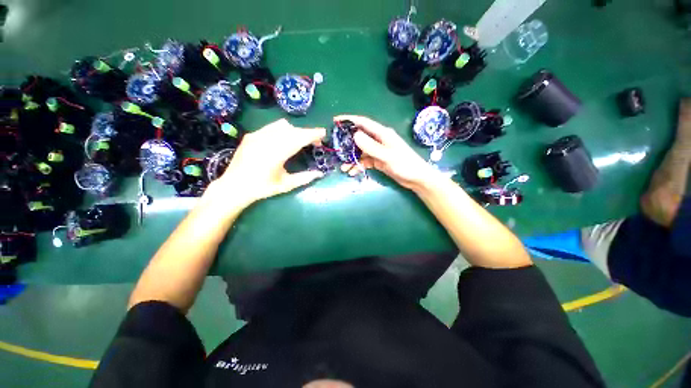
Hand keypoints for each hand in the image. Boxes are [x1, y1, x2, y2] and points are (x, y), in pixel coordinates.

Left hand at [207, 119, 325, 207]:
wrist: (233, 187)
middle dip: (306, 133)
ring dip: (295, 131)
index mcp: (276, 154)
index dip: (312, 134)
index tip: (323, 133)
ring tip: (299, 141)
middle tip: (315, 142)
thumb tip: (320, 174)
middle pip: (292, 130)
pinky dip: (282, 131)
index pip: (299, 138)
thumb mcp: (286, 185)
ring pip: (282, 125)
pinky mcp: (251, 135)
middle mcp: (266, 141)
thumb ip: (304, 178)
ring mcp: (257, 136)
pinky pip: (271, 127)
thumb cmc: (262, 188)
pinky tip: (283, 141)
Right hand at [335, 115, 440, 190]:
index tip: (336, 120)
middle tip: (336, 149)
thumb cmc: (405, 164)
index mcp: (382, 134)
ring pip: (361, 152)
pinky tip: (352, 172)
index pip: (363, 123)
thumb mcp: (387, 156)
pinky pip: (365, 161)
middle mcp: (379, 140)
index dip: (349, 120)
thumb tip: (355, 135)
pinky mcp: (378, 161)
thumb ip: (371, 146)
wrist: (416, 178)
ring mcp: (378, 151)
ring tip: (343, 167)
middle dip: (347, 143)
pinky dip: (358, 165)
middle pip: (359, 138)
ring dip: (352, 158)